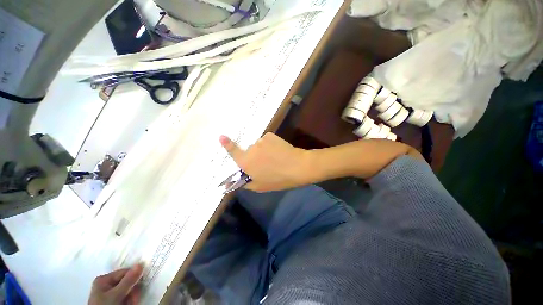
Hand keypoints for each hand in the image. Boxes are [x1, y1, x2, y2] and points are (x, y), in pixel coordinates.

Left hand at [88, 264, 143, 304]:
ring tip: (130, 304)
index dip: (134, 278)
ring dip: (132, 298)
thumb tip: (140, 265)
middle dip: (133, 291)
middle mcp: (106, 285)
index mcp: (103, 280)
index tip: (140, 285)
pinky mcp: (113, 301)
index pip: (125, 272)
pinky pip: (125, 297)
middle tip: (133, 300)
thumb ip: (128, 280)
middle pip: (127, 282)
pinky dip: (129, 302)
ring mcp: (109, 294)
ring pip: (128, 291)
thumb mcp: (116, 295)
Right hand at [220, 133, 311, 191]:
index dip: (227, 145)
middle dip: (254, 157)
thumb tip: (230, 184)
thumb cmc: (278, 179)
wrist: (298, 166)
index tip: (221, 136)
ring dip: (263, 151)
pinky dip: (270, 145)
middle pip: (249, 151)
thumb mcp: (260, 186)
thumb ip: (244, 183)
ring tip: (275, 158)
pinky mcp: (270, 135)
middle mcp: (251, 149)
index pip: (233, 152)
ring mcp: (261, 140)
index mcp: (246, 162)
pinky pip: (266, 141)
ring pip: (258, 146)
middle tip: (266, 164)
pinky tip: (278, 151)